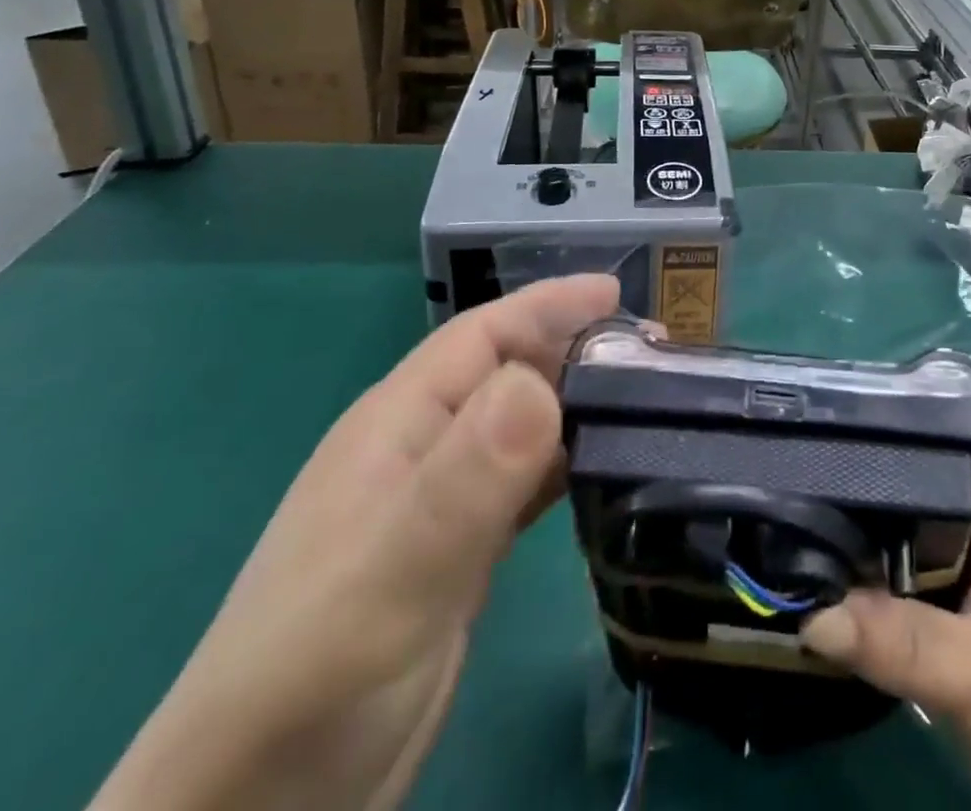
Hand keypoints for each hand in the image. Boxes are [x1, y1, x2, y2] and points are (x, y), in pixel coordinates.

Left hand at [88, 274, 621, 810]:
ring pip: (521, 428)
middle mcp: (421, 450)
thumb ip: (466, 478)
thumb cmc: (316, 675)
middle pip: (509, 373)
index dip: (550, 306)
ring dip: (578, 407)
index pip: (483, 336)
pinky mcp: (458, 554)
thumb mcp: (395, 572)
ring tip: (646, 405)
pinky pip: (524, 485)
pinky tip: (606, 472)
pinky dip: (566, 465)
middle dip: (576, 352)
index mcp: (398, 425)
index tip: (620, 295)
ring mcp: (439, 504)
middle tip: (654, 357)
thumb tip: (539, 382)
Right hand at [800, 420, 970, 810]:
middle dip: (882, 463)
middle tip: (811, 456)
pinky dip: (888, 563)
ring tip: (808, 497)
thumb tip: (807, 615)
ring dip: (879, 518)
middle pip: (940, 467)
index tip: (849, 409)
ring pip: (928, 519)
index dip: (917, 406)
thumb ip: (898, 641)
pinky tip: (838, 561)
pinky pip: (924, 565)